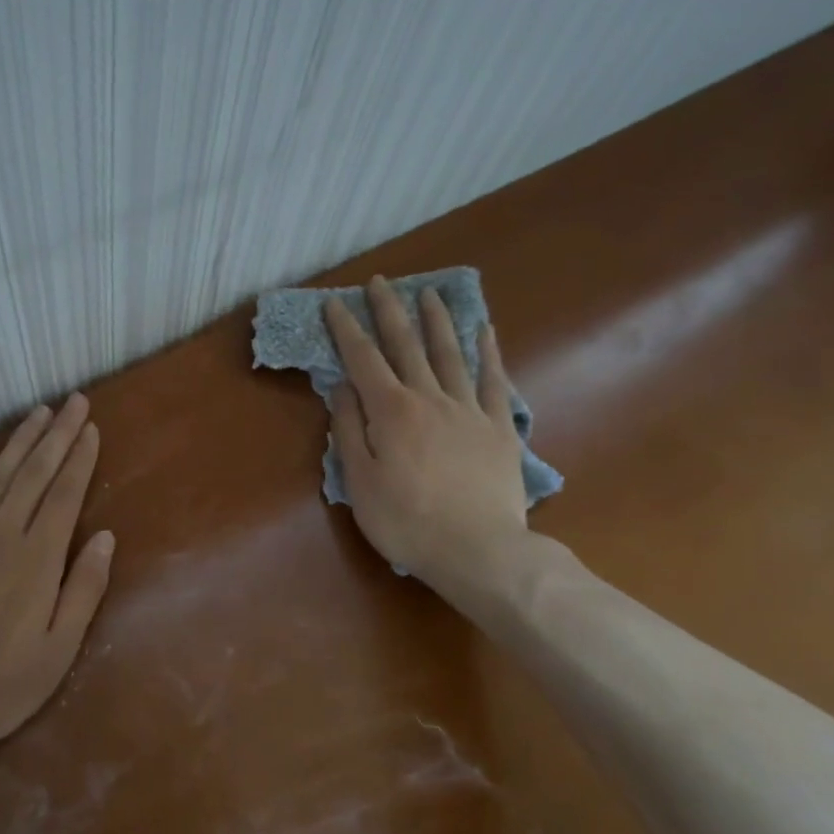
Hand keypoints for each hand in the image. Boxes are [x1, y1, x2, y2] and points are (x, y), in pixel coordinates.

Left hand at [0, 393, 114, 752]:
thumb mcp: (58, 652)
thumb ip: (84, 590)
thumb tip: (106, 538)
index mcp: (37, 559)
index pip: (64, 494)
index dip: (80, 458)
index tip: (90, 428)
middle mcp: (0, 534)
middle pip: (34, 473)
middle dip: (57, 434)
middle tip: (73, 401)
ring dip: (20, 440)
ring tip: (39, 413)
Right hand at [324, 277, 528, 587]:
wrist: (479, 550)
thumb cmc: (407, 521)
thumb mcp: (360, 482)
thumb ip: (349, 430)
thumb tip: (341, 387)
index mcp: (391, 412)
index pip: (362, 360)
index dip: (346, 329)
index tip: (334, 303)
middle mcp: (429, 398)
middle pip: (407, 345)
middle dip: (390, 311)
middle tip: (380, 282)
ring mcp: (469, 410)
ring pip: (450, 354)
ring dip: (437, 321)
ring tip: (429, 294)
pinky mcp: (499, 428)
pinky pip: (493, 381)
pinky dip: (489, 353)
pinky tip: (486, 331)